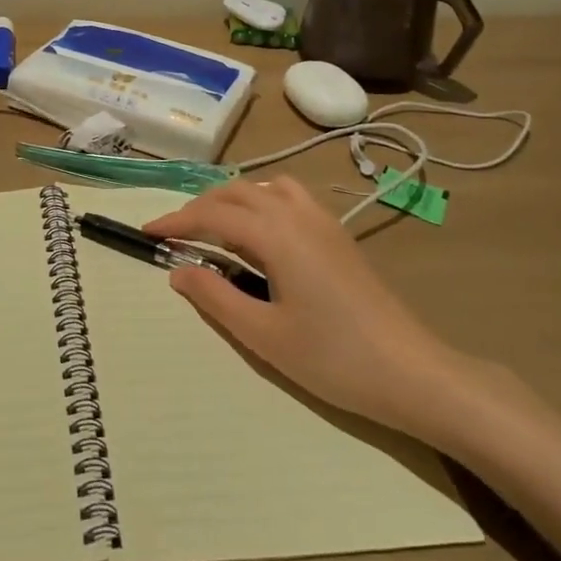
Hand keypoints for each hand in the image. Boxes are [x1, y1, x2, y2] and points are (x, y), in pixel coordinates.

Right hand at [144, 176, 481, 443]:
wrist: (413, 372)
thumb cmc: (334, 358)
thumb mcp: (264, 335)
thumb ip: (215, 298)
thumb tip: (178, 271)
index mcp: (275, 234)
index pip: (212, 215)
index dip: (176, 222)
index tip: (147, 233)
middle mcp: (296, 214)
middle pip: (236, 192)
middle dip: (199, 207)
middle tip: (174, 234)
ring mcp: (321, 221)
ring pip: (264, 188)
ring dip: (231, 199)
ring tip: (213, 227)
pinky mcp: (337, 234)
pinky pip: (288, 197)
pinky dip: (260, 201)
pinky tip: (260, 234)